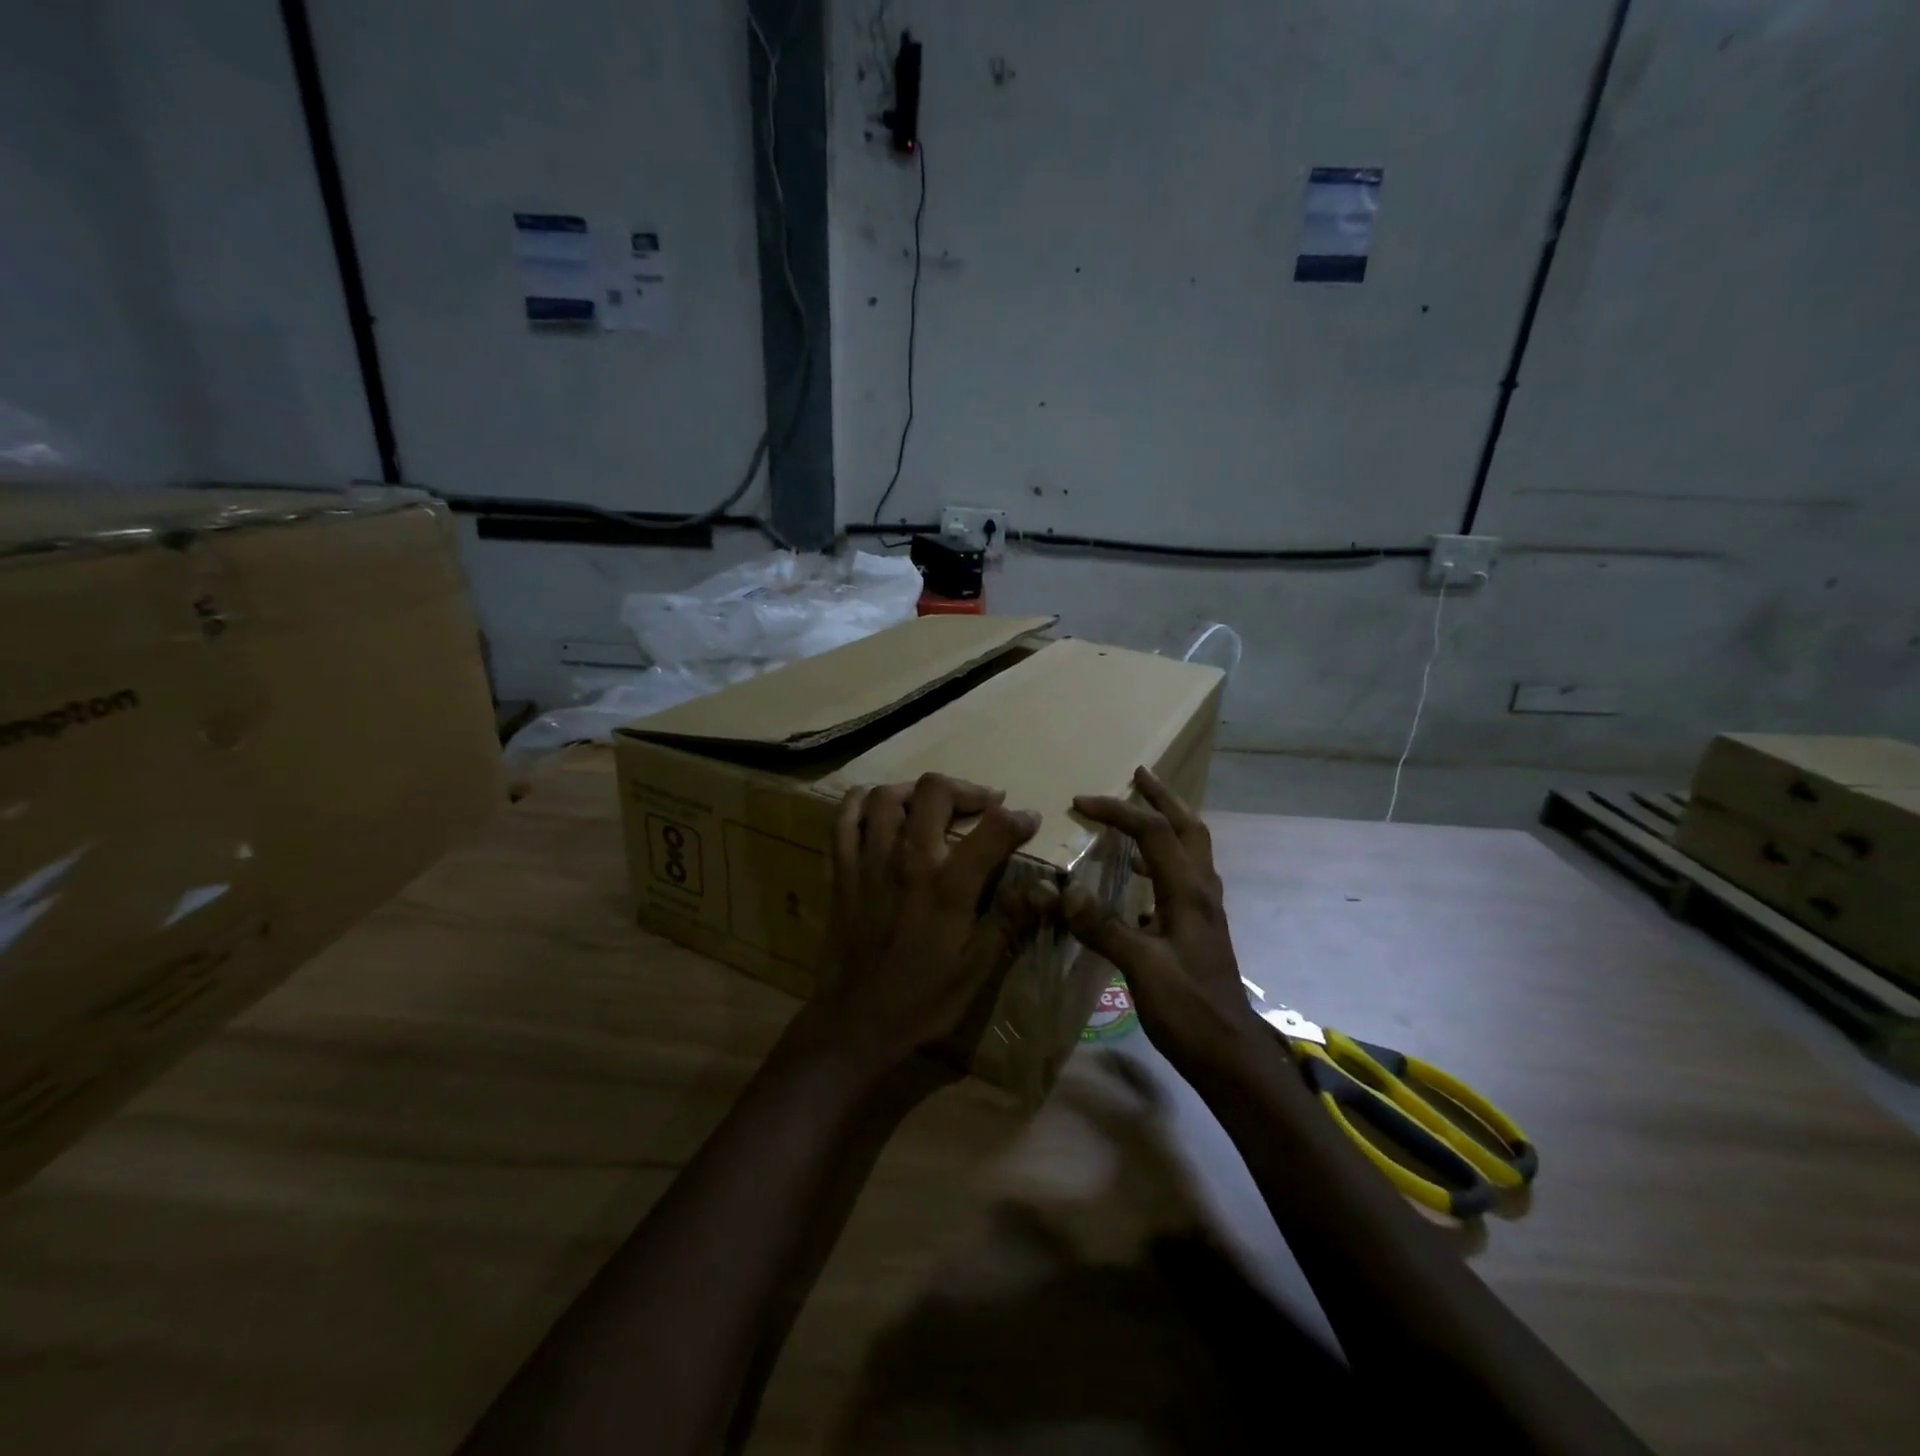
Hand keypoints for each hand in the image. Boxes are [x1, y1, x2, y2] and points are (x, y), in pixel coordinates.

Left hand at [808, 773, 1057, 1075]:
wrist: (855, 1022)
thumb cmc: (922, 999)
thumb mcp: (977, 969)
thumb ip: (1009, 920)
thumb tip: (1046, 889)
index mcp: (947, 886)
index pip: (991, 830)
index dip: (1017, 818)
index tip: (1029, 819)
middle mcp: (908, 860)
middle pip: (934, 792)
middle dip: (966, 790)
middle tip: (984, 805)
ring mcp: (869, 860)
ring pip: (887, 796)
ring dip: (916, 790)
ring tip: (934, 805)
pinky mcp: (841, 870)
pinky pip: (845, 818)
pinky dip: (861, 802)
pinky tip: (880, 808)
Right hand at [1063, 766, 1264, 1071]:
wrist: (1230, 1056)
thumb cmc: (1188, 1011)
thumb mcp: (1141, 968)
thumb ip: (1104, 927)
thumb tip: (1065, 890)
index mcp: (1188, 892)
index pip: (1153, 832)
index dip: (1117, 811)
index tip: (1080, 802)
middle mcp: (1201, 891)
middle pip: (1188, 827)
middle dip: (1163, 797)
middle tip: (1139, 774)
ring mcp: (1204, 911)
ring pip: (1190, 850)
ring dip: (1166, 824)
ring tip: (1137, 815)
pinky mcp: (1199, 930)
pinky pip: (1181, 878)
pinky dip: (1160, 861)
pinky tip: (1136, 879)